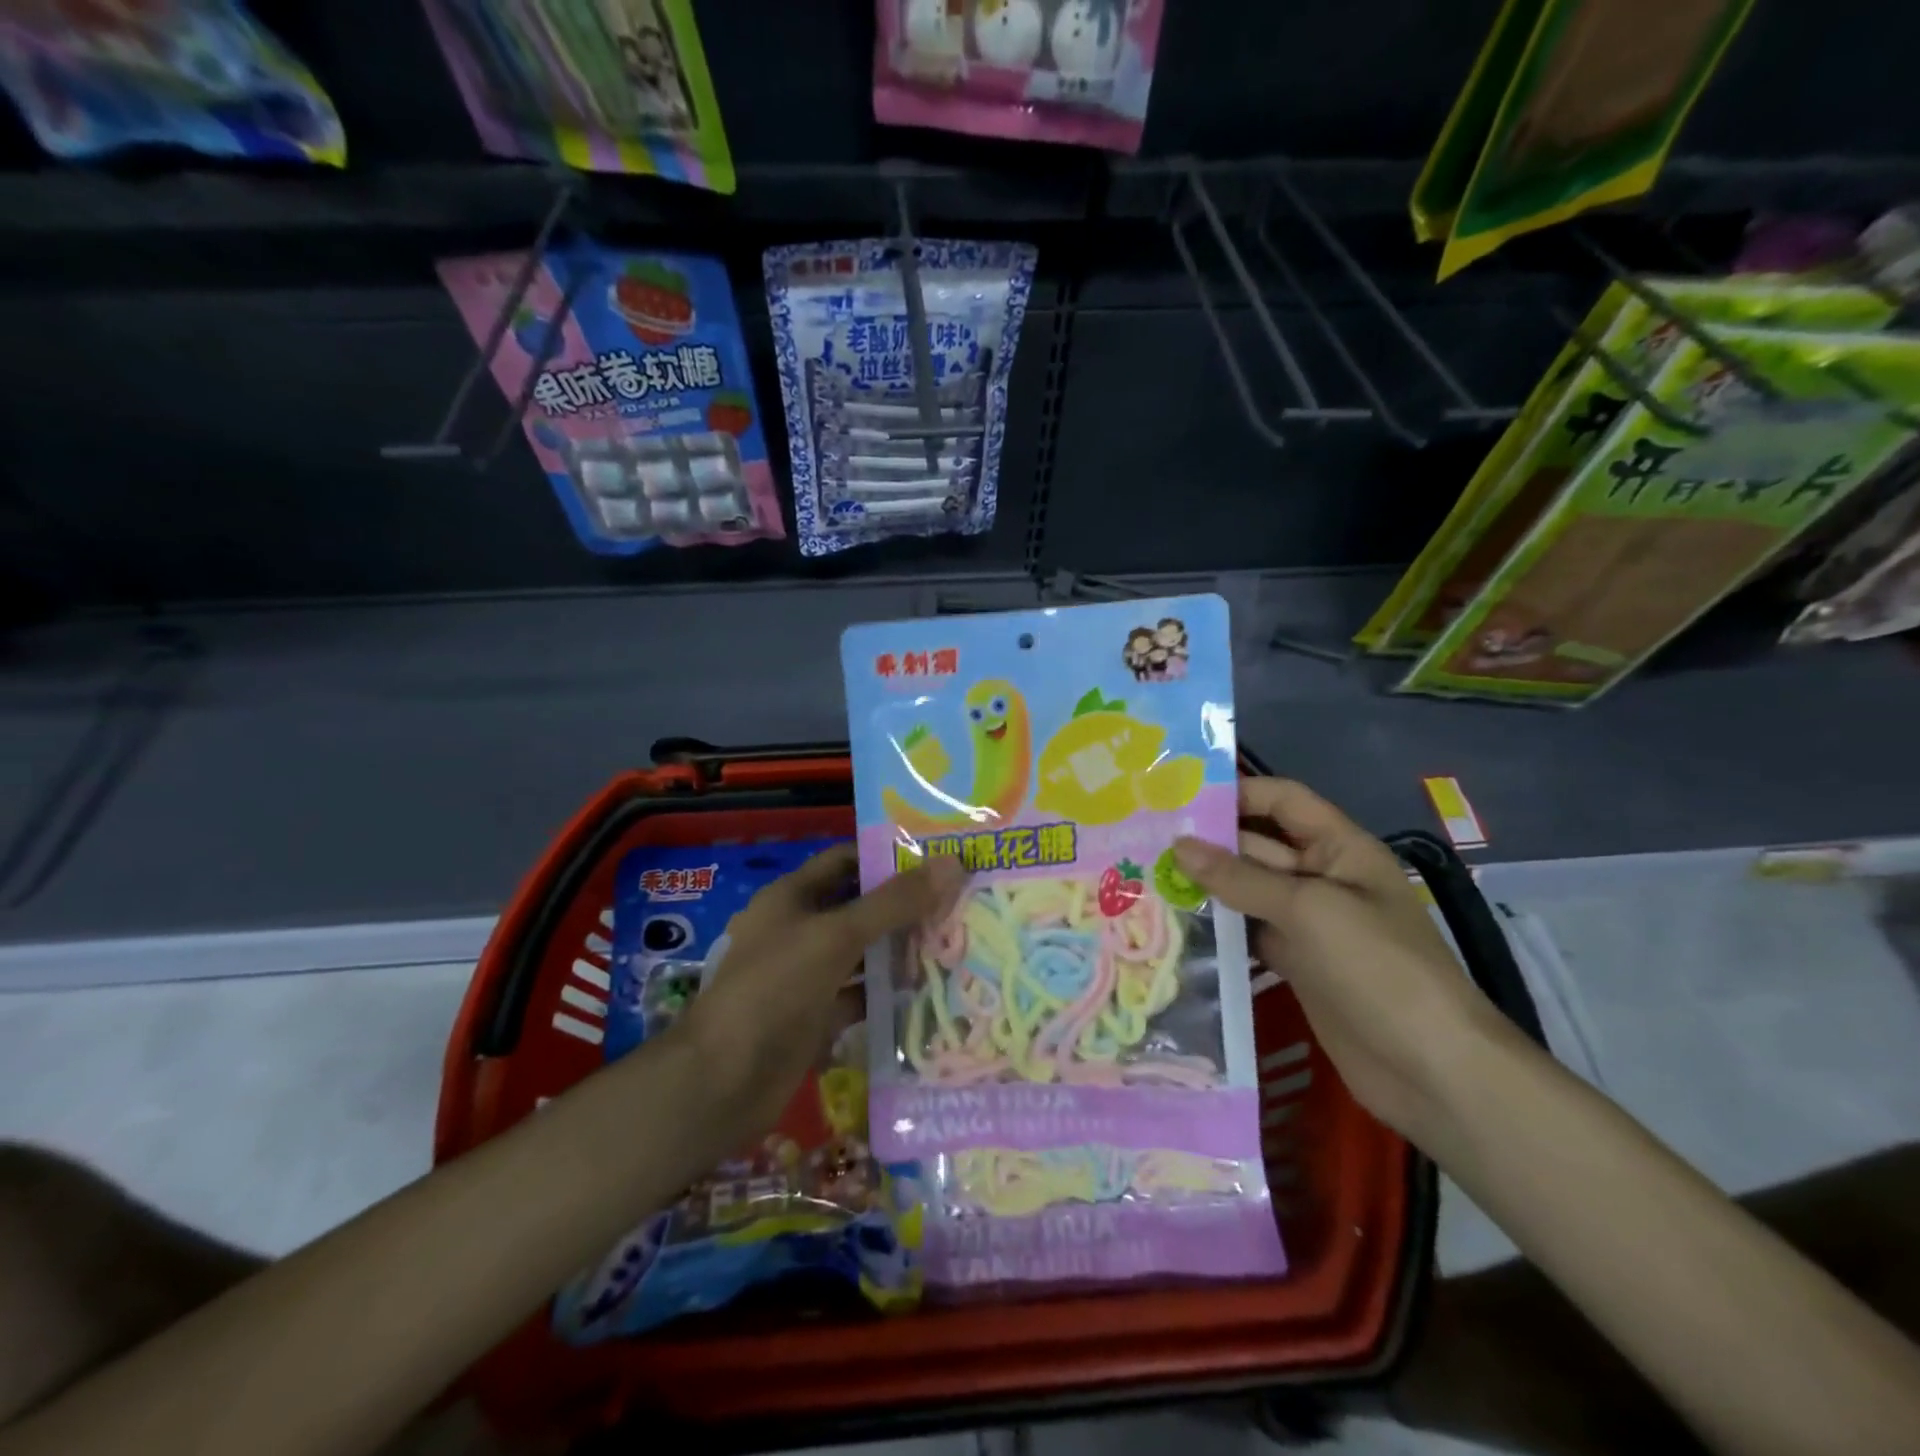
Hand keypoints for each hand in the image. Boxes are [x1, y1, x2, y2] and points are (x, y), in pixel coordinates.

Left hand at [673, 846, 967, 1134]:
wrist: (723, 1081)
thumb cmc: (775, 989)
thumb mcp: (836, 936)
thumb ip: (894, 902)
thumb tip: (952, 864)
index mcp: (791, 896)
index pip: (846, 861)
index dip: (888, 857)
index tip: (938, 860)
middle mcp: (798, 930)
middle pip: (858, 907)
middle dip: (903, 906)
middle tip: (960, 902)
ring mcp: (806, 975)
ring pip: (862, 953)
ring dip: (900, 950)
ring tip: (956, 942)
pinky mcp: (816, 1017)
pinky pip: (859, 996)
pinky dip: (888, 994)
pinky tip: (930, 992)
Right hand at [1174, 778, 1514, 1143]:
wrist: (1432, 1070)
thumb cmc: (1378, 968)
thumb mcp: (1309, 910)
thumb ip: (1241, 877)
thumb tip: (1179, 845)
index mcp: (1340, 848)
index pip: (1282, 801)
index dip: (1236, 793)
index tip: (1177, 797)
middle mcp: (1322, 877)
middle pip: (1258, 845)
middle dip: (1208, 842)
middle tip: (1143, 841)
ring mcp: (1308, 924)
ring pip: (1248, 891)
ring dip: (1206, 886)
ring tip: (1145, 878)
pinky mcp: (1296, 964)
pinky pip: (1250, 933)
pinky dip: (1218, 928)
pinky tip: (1175, 925)